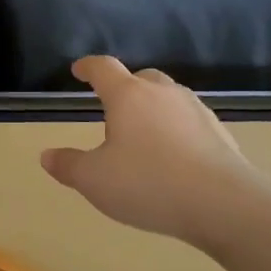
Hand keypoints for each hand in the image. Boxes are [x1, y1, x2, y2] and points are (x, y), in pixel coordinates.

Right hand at [41, 56, 251, 244]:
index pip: (103, 68)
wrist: (223, 203)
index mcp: (128, 96)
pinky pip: (190, 122)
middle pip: (141, 78)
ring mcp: (196, 111)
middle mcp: (163, 94)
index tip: (79, 70)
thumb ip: (68, 166)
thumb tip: (47, 156)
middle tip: (113, 107)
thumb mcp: (95, 180)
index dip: (88, 67)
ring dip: (154, 109)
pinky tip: (175, 156)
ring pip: (169, 98)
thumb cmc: (148, 183)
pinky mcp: (220, 133)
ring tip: (144, 134)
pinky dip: (177, 130)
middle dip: (125, 87)